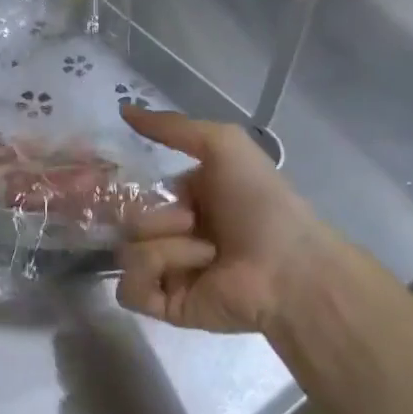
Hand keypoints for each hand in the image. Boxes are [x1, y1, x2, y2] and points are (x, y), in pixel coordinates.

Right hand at [116, 107, 363, 334]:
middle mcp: (174, 234)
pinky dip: (154, 273)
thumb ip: (171, 126)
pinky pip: (129, 288)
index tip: (126, 181)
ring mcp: (168, 271)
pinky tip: (189, 271)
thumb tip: (123, 109)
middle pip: (126, 221)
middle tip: (190, 220)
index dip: (129, 186)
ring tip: (206, 252)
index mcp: (185, 200)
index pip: (136, 192)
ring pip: (126, 251)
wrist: (289, 267)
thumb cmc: (260, 201)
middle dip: (154, 216)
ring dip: (165, 246)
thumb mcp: (221, 144)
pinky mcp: (166, 305)